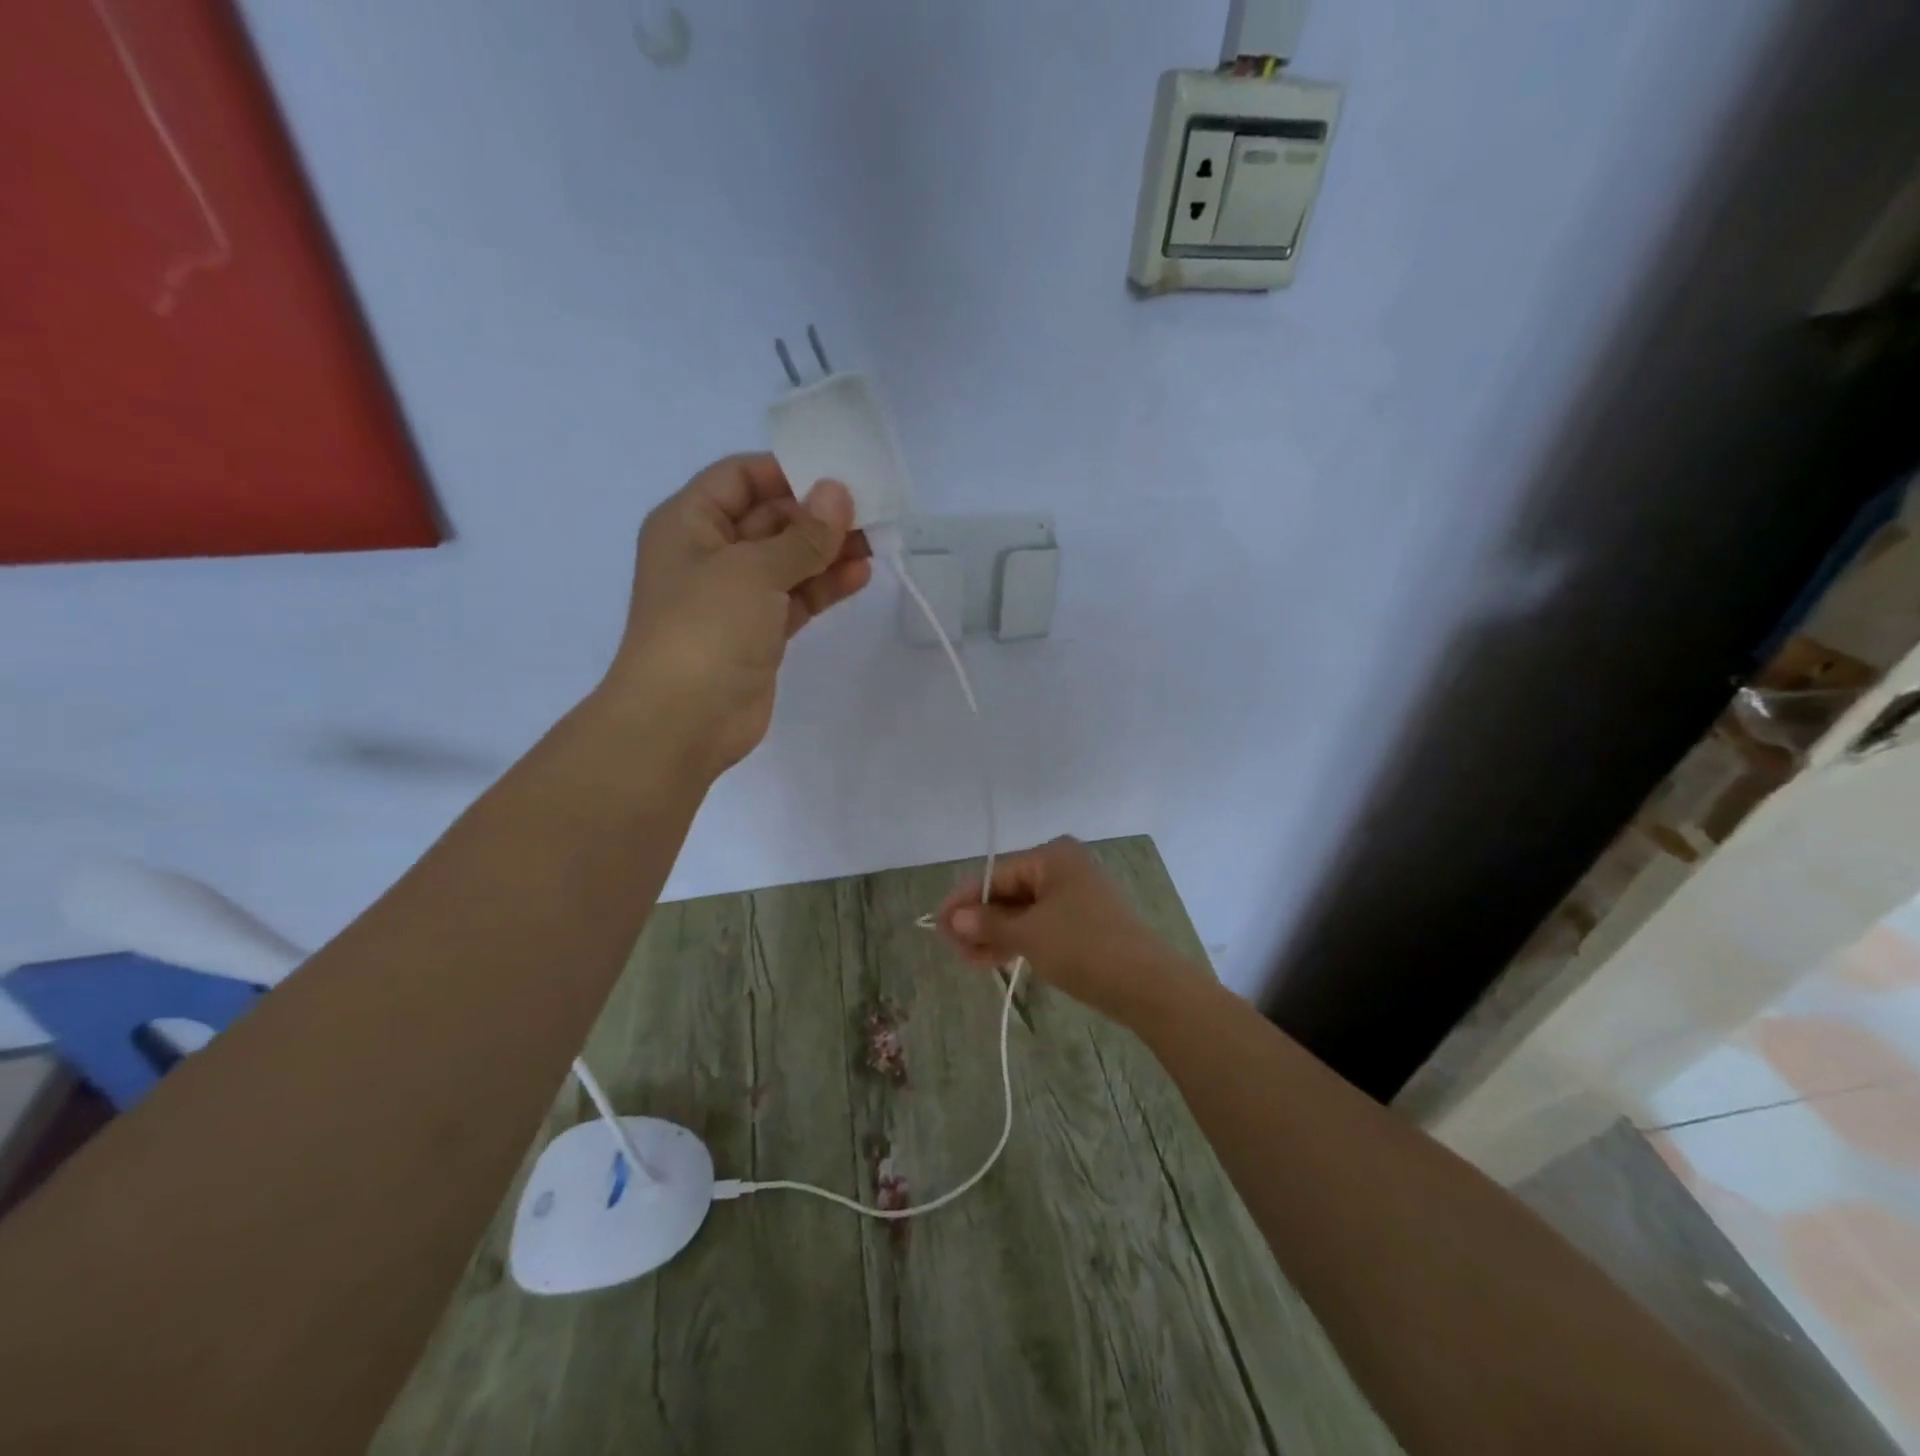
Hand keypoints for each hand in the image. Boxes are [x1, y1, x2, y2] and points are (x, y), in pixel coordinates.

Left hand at [601, 454, 870, 776]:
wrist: (682, 721)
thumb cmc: (705, 629)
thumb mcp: (753, 571)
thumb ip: (802, 535)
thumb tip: (838, 493)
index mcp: (690, 523)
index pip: (739, 477)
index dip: (785, 471)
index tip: (836, 473)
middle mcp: (710, 553)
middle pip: (769, 518)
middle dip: (816, 513)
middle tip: (868, 509)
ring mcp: (736, 596)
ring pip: (788, 560)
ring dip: (827, 550)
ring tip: (875, 540)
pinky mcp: (759, 632)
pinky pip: (796, 597)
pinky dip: (825, 586)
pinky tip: (861, 574)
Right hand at [935, 837, 1208, 1023]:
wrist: (1148, 985)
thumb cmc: (1084, 948)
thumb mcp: (1029, 935)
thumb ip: (988, 924)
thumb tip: (953, 918)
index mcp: (1052, 856)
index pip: (995, 874)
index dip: (963, 900)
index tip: (936, 927)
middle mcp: (1063, 867)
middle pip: (1008, 891)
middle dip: (978, 921)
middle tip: (954, 951)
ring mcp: (1075, 895)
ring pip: (1022, 910)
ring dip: (995, 934)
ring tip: (970, 962)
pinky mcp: (1083, 921)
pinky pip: (1039, 924)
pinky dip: (1017, 939)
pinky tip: (994, 959)